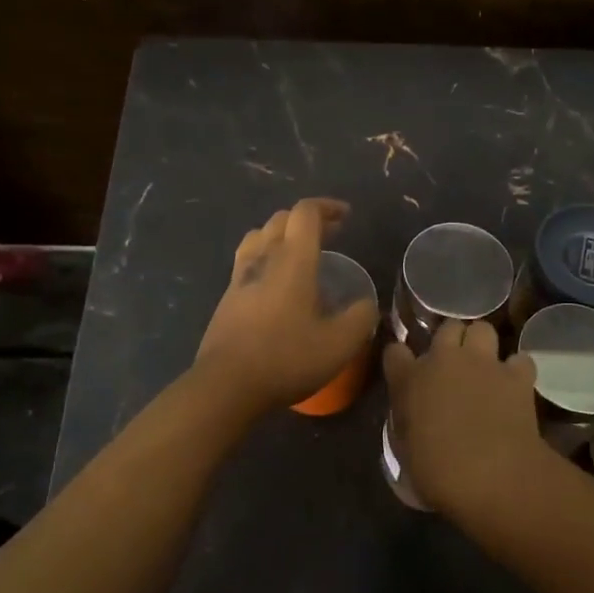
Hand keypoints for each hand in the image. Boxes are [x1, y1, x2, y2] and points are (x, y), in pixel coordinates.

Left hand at [194, 199, 379, 416]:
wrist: (226, 385)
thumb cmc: (286, 358)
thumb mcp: (339, 344)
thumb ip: (360, 318)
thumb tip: (367, 305)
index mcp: (293, 261)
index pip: (305, 213)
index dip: (327, 207)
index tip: (346, 216)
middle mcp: (263, 259)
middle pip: (281, 219)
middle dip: (307, 219)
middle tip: (331, 233)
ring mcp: (240, 278)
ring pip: (258, 237)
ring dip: (281, 234)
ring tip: (299, 251)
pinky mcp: (226, 298)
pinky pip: (247, 260)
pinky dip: (265, 257)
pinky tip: (276, 282)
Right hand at [382, 320, 549, 510]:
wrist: (491, 476)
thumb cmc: (438, 473)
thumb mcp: (407, 450)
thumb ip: (408, 424)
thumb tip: (415, 421)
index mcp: (410, 380)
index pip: (395, 352)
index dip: (401, 360)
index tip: (406, 372)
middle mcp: (444, 360)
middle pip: (446, 327)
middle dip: (450, 340)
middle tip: (453, 365)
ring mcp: (483, 363)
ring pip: (482, 329)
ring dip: (482, 344)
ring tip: (484, 366)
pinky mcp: (516, 375)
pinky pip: (519, 360)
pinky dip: (517, 370)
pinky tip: (515, 385)